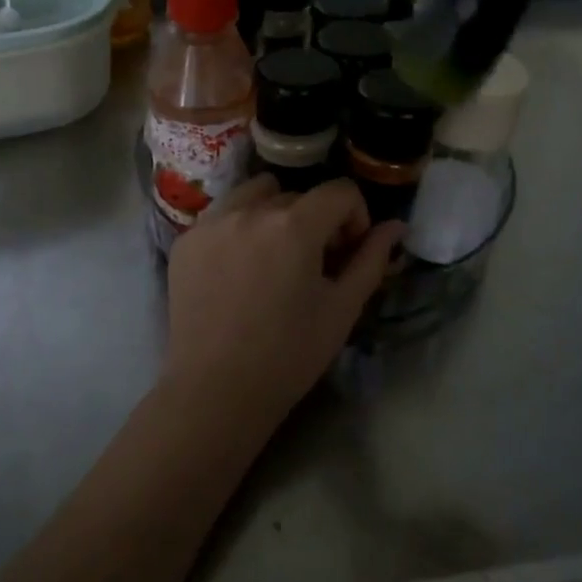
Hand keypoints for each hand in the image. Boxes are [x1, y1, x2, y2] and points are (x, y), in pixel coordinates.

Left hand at [164, 177, 402, 426]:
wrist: (216, 390)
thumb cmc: (289, 355)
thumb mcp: (342, 309)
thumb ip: (371, 259)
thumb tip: (395, 226)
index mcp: (294, 225)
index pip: (340, 191)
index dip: (354, 217)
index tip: (346, 253)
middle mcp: (250, 211)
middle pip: (297, 195)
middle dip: (314, 220)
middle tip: (312, 264)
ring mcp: (212, 222)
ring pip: (256, 194)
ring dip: (274, 213)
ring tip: (272, 256)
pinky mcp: (185, 240)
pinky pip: (222, 214)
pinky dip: (238, 228)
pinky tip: (238, 268)